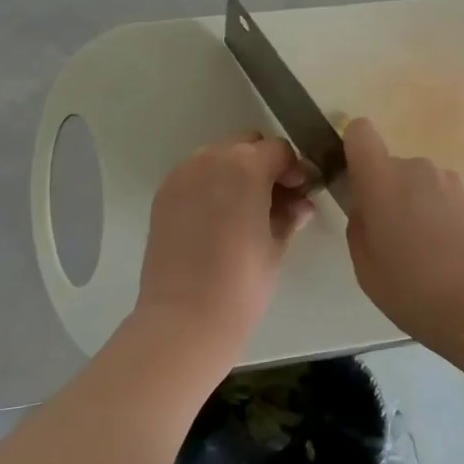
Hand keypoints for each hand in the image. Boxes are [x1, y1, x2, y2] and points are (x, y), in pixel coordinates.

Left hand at [136, 133, 312, 361]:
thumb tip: (300, 204)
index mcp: (246, 166)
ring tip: (245, 210)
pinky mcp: (163, 194)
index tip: (300, 194)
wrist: (184, 319)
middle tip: (274, 200)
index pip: (279, 150)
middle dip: (264, 164)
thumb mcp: (276, 245)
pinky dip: (210, 185)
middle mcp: (211, 158)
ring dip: (235, 172)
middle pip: (246, 144)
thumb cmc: (242, 282)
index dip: (294, 170)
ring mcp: (182, 175)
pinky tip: (218, 218)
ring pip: (218, 156)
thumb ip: (290, 215)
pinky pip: (194, 175)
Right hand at [343, 119, 463, 342]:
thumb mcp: (366, 267)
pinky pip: (446, 202)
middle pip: (392, 168)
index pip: (360, 133)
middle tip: (390, 240)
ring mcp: (452, 184)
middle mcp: (418, 170)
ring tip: (423, 256)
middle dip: (387, 194)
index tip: (355, 182)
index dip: (354, 150)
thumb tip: (367, 211)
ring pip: (421, 186)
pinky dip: (442, 221)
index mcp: (383, 180)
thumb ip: (360, 227)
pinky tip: (449, 260)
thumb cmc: (414, 288)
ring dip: (417, 208)